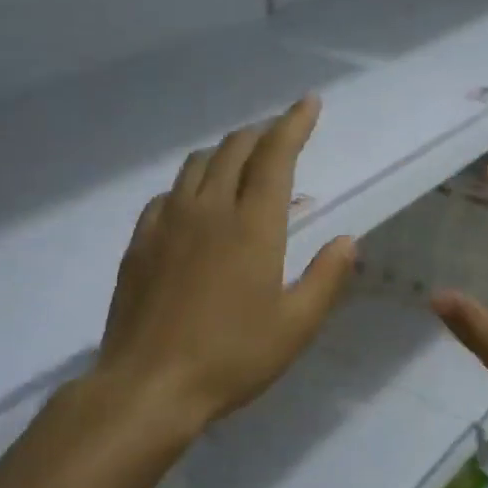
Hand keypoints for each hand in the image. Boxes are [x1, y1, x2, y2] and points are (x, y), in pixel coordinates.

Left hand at [96, 95, 356, 430]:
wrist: (148, 386)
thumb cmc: (231, 358)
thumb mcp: (296, 326)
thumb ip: (326, 277)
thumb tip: (347, 240)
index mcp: (252, 226)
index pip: (275, 156)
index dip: (294, 123)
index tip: (309, 102)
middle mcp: (207, 210)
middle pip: (233, 150)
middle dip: (260, 135)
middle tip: (279, 137)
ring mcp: (166, 223)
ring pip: (196, 165)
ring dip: (224, 154)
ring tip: (242, 165)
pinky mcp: (140, 243)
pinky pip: (168, 195)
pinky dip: (191, 186)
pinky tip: (195, 206)